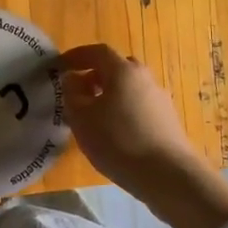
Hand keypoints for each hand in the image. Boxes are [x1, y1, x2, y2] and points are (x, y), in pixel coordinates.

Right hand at [52, 44, 227, 227]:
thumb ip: (72, 94)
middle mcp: (145, 78)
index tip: (60, 66)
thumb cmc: (118, 141)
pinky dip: (123, 112)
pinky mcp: (168, 121)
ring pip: (129, 89)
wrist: (167, 175)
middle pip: (117, 68)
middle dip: (95, 76)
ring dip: (110, 96)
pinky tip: (115, 134)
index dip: (76, 56)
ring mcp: (160, 100)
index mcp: (123, 70)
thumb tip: (73, 79)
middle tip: (78, 92)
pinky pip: (139, 107)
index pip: (97, 52)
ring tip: (93, 118)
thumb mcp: (82, 118)